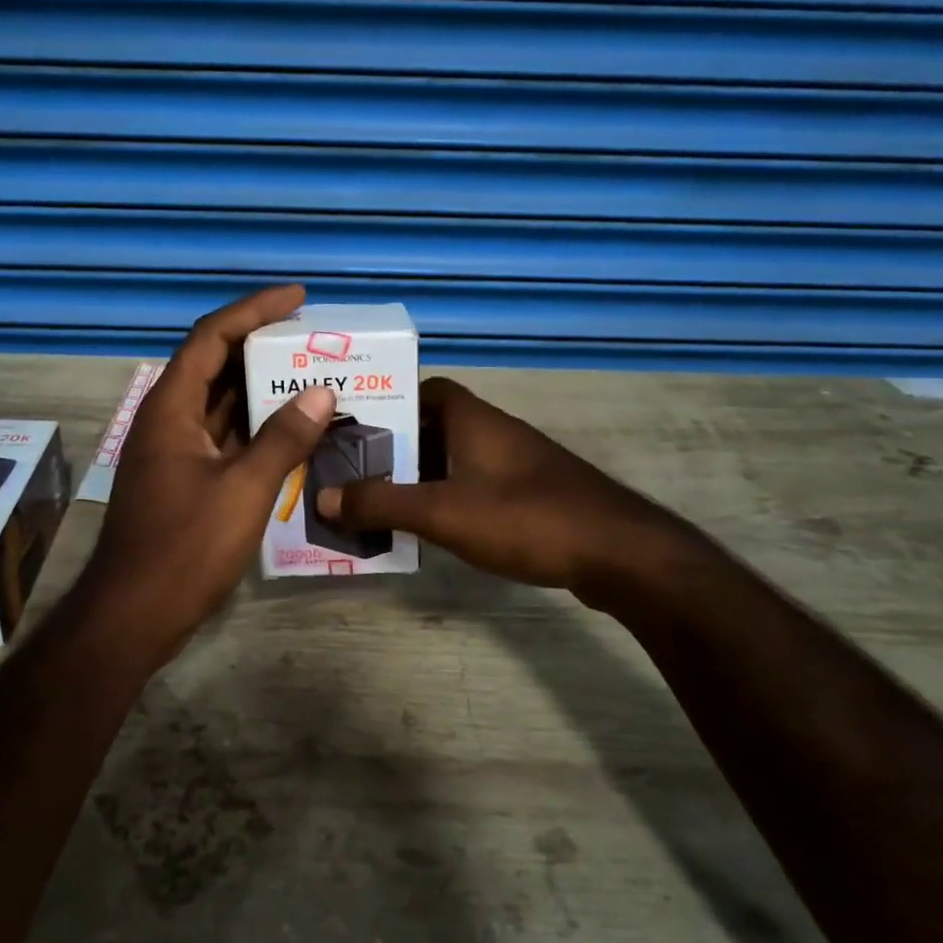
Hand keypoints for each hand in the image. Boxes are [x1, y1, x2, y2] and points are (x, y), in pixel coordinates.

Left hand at [79, 285, 335, 672]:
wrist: (134, 615)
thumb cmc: (185, 548)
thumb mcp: (243, 490)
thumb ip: (283, 438)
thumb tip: (321, 393)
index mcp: (172, 408)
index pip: (212, 337)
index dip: (254, 310)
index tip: (298, 298)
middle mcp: (169, 420)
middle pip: (216, 364)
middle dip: (263, 346)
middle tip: (313, 339)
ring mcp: (176, 451)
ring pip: (222, 403)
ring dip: (262, 387)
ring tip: (312, 374)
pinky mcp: (186, 479)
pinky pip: (225, 436)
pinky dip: (257, 426)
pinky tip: (293, 428)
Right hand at [316, 376, 691, 604]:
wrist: (619, 553)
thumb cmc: (524, 517)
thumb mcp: (442, 512)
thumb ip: (382, 503)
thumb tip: (323, 497)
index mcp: (472, 418)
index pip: (424, 389)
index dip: (389, 402)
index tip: (357, 427)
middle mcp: (495, 431)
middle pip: (434, 427)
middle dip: (397, 447)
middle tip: (356, 471)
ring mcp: (517, 463)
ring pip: (455, 459)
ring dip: (421, 476)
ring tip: (381, 501)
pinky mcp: (533, 494)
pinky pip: (477, 485)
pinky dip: (450, 498)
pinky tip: (433, 528)